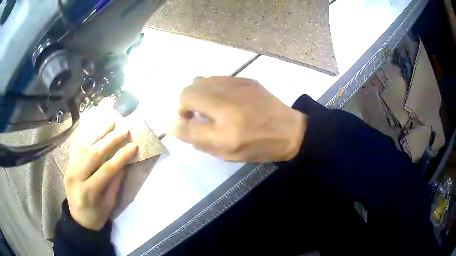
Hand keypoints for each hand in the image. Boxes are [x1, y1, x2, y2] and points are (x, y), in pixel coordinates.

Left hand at [64, 124, 137, 230]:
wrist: (78, 219)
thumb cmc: (96, 215)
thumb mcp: (109, 204)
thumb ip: (114, 183)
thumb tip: (123, 164)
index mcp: (89, 191)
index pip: (106, 169)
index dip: (121, 157)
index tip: (133, 146)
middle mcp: (77, 177)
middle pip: (94, 154)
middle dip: (111, 140)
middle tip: (124, 130)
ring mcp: (70, 168)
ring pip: (84, 146)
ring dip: (98, 133)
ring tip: (110, 122)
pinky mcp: (68, 165)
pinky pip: (77, 147)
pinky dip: (87, 137)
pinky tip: (95, 129)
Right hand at [170, 76, 305, 161]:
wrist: (289, 131)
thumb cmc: (257, 146)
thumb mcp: (224, 151)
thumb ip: (195, 137)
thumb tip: (170, 124)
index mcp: (223, 122)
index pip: (184, 110)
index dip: (179, 116)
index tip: (187, 123)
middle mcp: (227, 98)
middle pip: (189, 89)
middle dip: (186, 102)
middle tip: (196, 116)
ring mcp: (238, 84)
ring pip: (202, 80)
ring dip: (198, 94)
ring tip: (209, 107)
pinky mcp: (246, 79)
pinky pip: (217, 78)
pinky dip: (212, 89)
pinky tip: (224, 100)